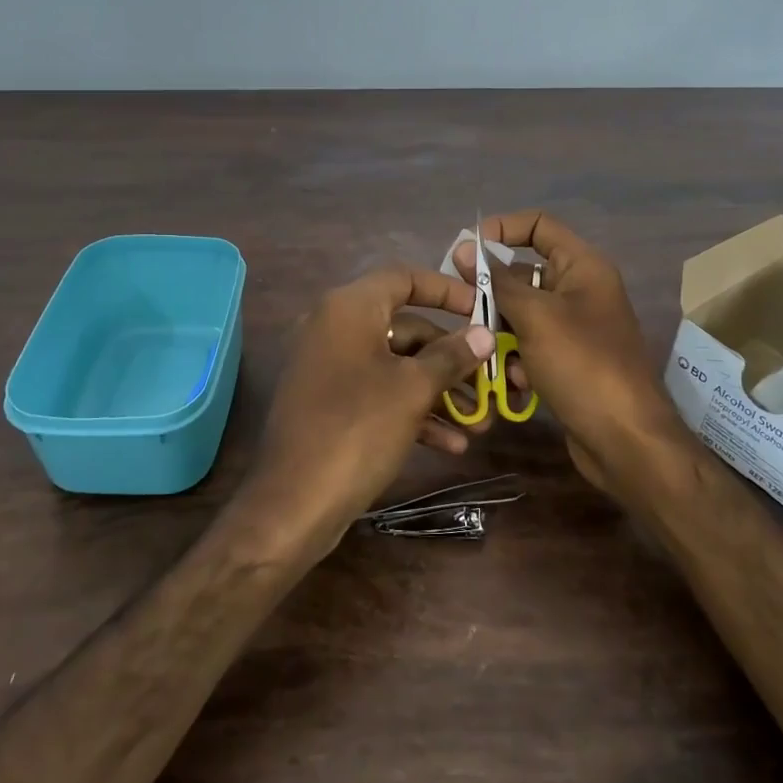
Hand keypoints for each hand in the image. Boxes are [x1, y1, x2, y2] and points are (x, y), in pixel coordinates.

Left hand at [240, 267, 493, 557]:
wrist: (293, 504)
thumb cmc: (357, 430)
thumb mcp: (412, 390)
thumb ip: (451, 356)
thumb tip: (484, 334)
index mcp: (349, 309)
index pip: (404, 278)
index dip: (446, 290)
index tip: (482, 308)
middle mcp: (334, 328)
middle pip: (405, 327)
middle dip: (450, 357)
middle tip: (489, 379)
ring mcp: (330, 368)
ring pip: (396, 365)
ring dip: (438, 391)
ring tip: (479, 422)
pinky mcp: (331, 403)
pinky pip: (379, 393)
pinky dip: (412, 411)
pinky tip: (450, 444)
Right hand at [454, 212, 677, 495]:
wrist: (625, 440)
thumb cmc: (582, 365)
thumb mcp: (535, 317)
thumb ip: (498, 281)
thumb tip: (465, 248)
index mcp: (583, 267)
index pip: (538, 225)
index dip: (501, 229)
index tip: (466, 252)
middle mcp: (580, 290)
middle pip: (524, 274)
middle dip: (493, 294)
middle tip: (466, 313)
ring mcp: (575, 328)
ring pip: (522, 315)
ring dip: (501, 334)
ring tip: (492, 356)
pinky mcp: (568, 361)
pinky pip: (531, 346)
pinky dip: (518, 361)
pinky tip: (518, 384)